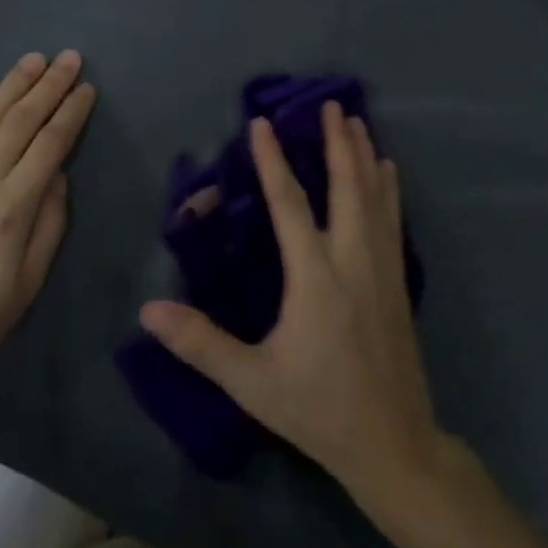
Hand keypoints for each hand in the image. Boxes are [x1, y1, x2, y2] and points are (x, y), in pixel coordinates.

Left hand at [0, 51, 96, 402]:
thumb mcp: (26, 285)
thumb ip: (48, 225)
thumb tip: (57, 175)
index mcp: (11, 209)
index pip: (49, 146)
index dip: (71, 113)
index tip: (86, 88)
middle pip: (19, 123)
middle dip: (47, 87)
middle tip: (68, 57)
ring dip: (9, 86)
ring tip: (32, 59)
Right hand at [140, 102, 442, 497]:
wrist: (394, 443)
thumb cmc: (319, 409)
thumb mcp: (253, 381)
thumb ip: (201, 343)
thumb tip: (149, 309)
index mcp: (316, 277)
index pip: (290, 205)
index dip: (273, 161)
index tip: (262, 124)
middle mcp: (353, 260)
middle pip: (347, 187)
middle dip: (338, 142)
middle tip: (331, 104)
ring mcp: (382, 269)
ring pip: (376, 197)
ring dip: (365, 156)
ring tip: (358, 122)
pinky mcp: (399, 282)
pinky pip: (393, 220)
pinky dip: (389, 189)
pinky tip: (390, 173)